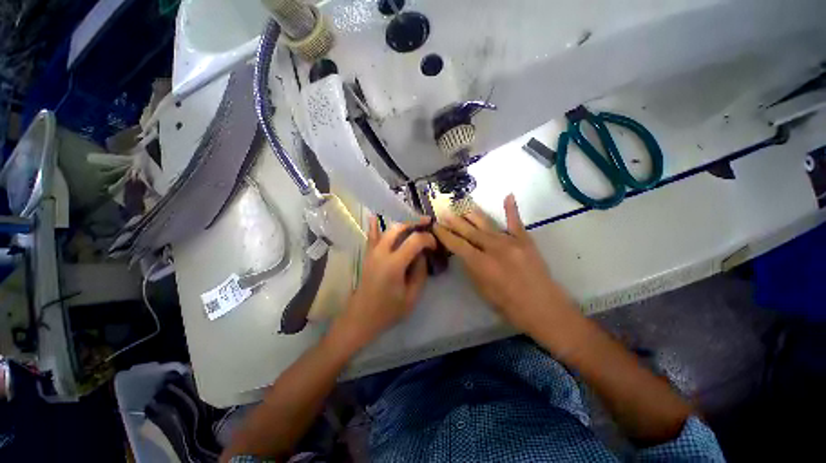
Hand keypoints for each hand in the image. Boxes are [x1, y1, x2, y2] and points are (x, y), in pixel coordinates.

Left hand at [331, 217, 436, 351]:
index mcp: (394, 264)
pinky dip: (374, 226)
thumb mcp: (412, 297)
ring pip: (387, 229)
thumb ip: (420, 272)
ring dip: (402, 224)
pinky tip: (373, 216)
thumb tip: (422, 254)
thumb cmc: (388, 311)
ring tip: (414, 223)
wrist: (361, 318)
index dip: (428, 239)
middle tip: (427, 224)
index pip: (415, 240)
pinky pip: (371, 237)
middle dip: (415, 223)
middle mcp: (381, 253)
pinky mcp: (367, 255)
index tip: (435, 245)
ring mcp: (372, 253)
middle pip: (400, 228)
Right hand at [433, 195, 573, 333]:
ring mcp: (510, 241)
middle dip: (454, 221)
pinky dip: (512, 208)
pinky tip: (508, 195)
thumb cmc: (508, 305)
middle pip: (469, 231)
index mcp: (480, 263)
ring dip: (472, 213)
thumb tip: (465, 253)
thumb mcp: (482, 290)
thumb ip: (472, 268)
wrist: (543, 307)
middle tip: (443, 211)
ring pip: (486, 223)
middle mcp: (493, 248)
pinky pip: (516, 221)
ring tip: (461, 203)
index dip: (444, 234)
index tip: (435, 225)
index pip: (457, 244)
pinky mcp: (525, 240)